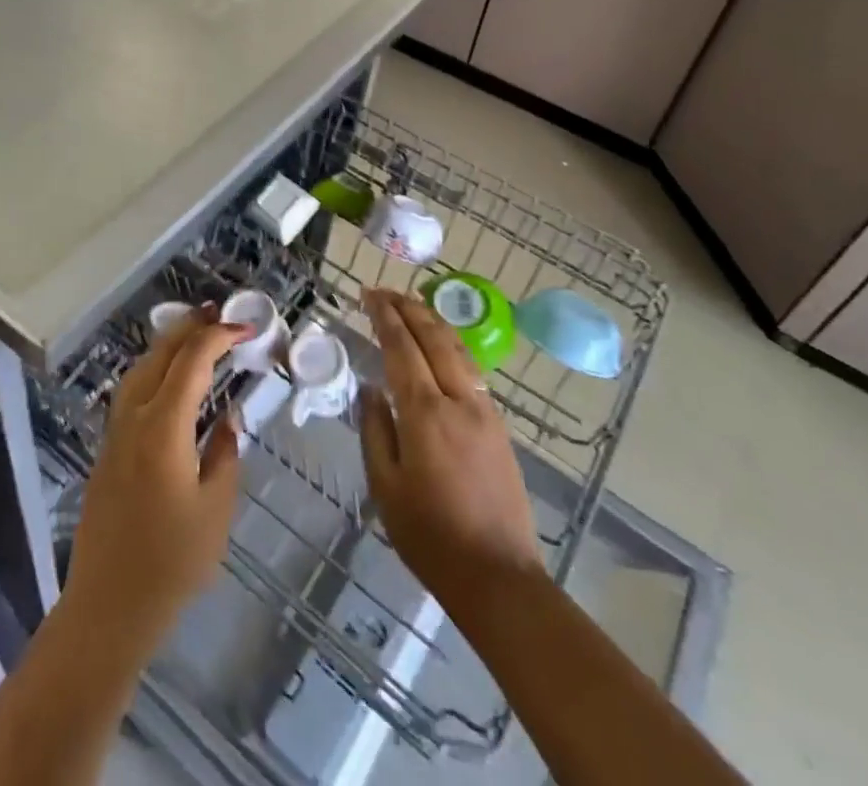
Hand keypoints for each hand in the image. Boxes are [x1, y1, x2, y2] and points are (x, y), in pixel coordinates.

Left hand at [64, 310, 244, 645]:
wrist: (109, 603)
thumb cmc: (172, 560)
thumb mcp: (216, 508)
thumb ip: (225, 453)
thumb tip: (227, 418)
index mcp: (163, 425)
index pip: (192, 361)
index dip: (218, 336)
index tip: (246, 328)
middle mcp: (134, 417)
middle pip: (160, 354)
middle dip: (190, 327)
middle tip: (219, 313)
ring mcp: (115, 431)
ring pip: (140, 368)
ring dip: (169, 345)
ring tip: (197, 335)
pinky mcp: (108, 448)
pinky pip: (132, 390)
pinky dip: (155, 369)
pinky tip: (171, 380)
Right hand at [357, 288, 540, 610]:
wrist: (498, 577)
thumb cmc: (430, 536)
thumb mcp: (385, 486)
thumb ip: (374, 429)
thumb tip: (369, 388)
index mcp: (424, 413)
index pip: (402, 346)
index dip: (384, 316)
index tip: (368, 294)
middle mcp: (458, 400)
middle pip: (433, 337)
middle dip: (408, 307)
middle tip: (385, 291)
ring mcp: (484, 411)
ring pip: (457, 349)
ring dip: (432, 321)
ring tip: (411, 305)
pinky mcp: (498, 426)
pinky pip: (471, 370)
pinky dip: (450, 345)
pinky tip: (441, 346)